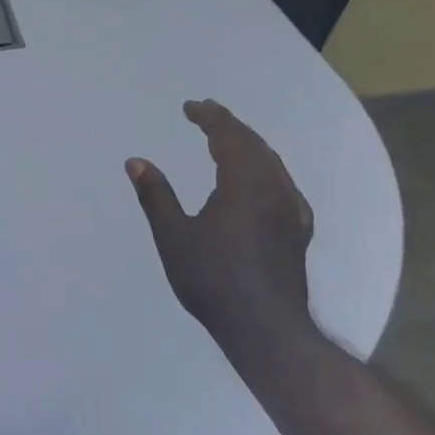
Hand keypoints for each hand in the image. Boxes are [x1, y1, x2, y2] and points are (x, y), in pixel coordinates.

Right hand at [126, 100, 318, 363]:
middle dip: (230, 125)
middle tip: (207, 113)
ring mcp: (291, 210)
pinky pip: (284, 184)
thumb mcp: (173, 237)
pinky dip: (267, 169)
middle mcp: (273, 189)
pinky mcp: (299, 231)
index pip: (228, 136)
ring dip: (250, 144)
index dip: (209, 117)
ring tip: (229, 140)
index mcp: (243, 184)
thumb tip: (136, 161)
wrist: (266, 328)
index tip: (190, 107)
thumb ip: (156, 195)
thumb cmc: (213, 280)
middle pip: (254, 144)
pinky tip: (263, 182)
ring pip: (272, 163)